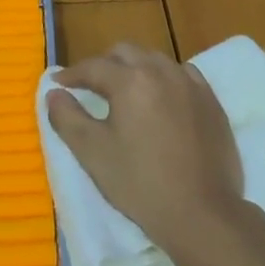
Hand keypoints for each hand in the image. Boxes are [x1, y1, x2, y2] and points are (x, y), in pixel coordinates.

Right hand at [45, 42, 244, 252]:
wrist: (201, 212)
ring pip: (156, 60)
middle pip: (126, 53)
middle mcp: (162, 72)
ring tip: (125, 90)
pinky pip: (183, 75)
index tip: (58, 82)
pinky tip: (162, 98)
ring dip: (135, 68)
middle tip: (90, 85)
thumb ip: (67, 118)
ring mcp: (191, 84)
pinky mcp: (211, 101)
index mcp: (131, 80)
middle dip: (104, 64)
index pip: (94, 67)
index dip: (72, 74)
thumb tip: (53, 93)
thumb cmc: (140, 183)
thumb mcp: (93, 153)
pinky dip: (165, 78)